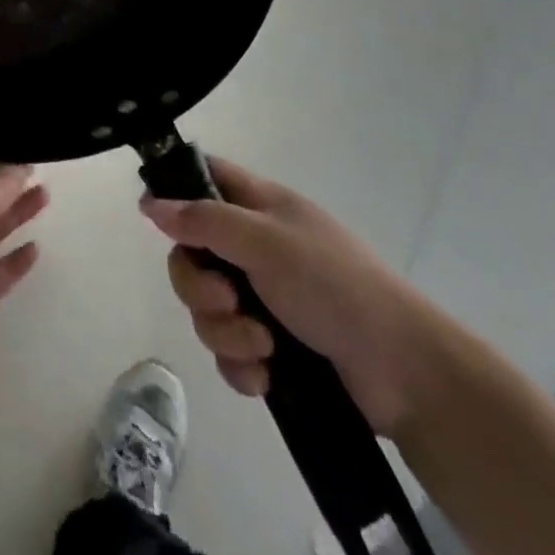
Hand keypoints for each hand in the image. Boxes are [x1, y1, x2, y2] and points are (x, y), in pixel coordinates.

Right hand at [141, 157, 447, 438]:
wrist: (404, 372)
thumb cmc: (333, 285)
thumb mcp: (266, 242)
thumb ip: (204, 221)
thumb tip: (150, 203)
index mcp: (258, 206)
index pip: (203, 177)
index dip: (173, 190)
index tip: (155, 220)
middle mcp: (255, 247)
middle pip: (192, 254)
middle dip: (199, 286)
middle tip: (227, 299)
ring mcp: (263, 298)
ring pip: (207, 308)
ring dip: (225, 332)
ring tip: (261, 345)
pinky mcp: (272, 347)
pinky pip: (228, 351)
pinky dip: (241, 364)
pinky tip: (266, 376)